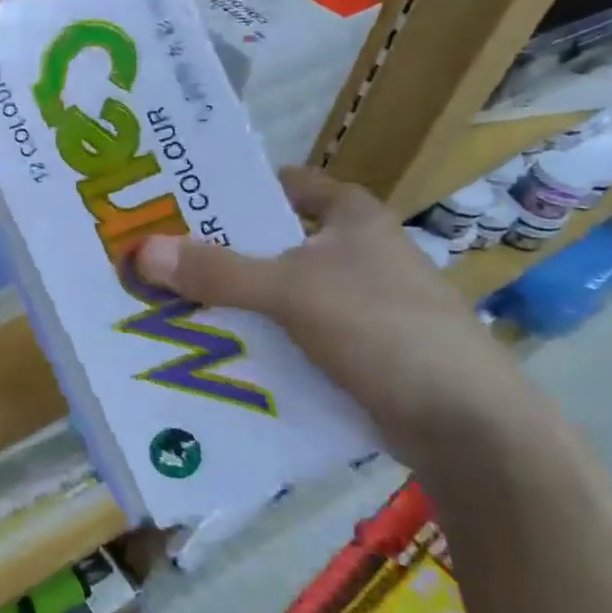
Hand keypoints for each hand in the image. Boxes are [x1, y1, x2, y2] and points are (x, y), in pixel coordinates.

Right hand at [134, 166, 542, 465]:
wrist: (470, 428)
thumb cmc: (385, 329)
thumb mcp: (292, 291)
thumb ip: (218, 270)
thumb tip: (141, 251)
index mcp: (353, 219)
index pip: (289, 184)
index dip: (241, 186)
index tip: (188, 197)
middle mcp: (357, 254)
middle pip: (274, 240)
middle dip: (221, 248)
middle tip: (161, 253)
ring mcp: (361, 305)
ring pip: (280, 290)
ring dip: (235, 297)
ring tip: (173, 300)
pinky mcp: (359, 351)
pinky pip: (292, 333)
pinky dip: (259, 336)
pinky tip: (217, 347)